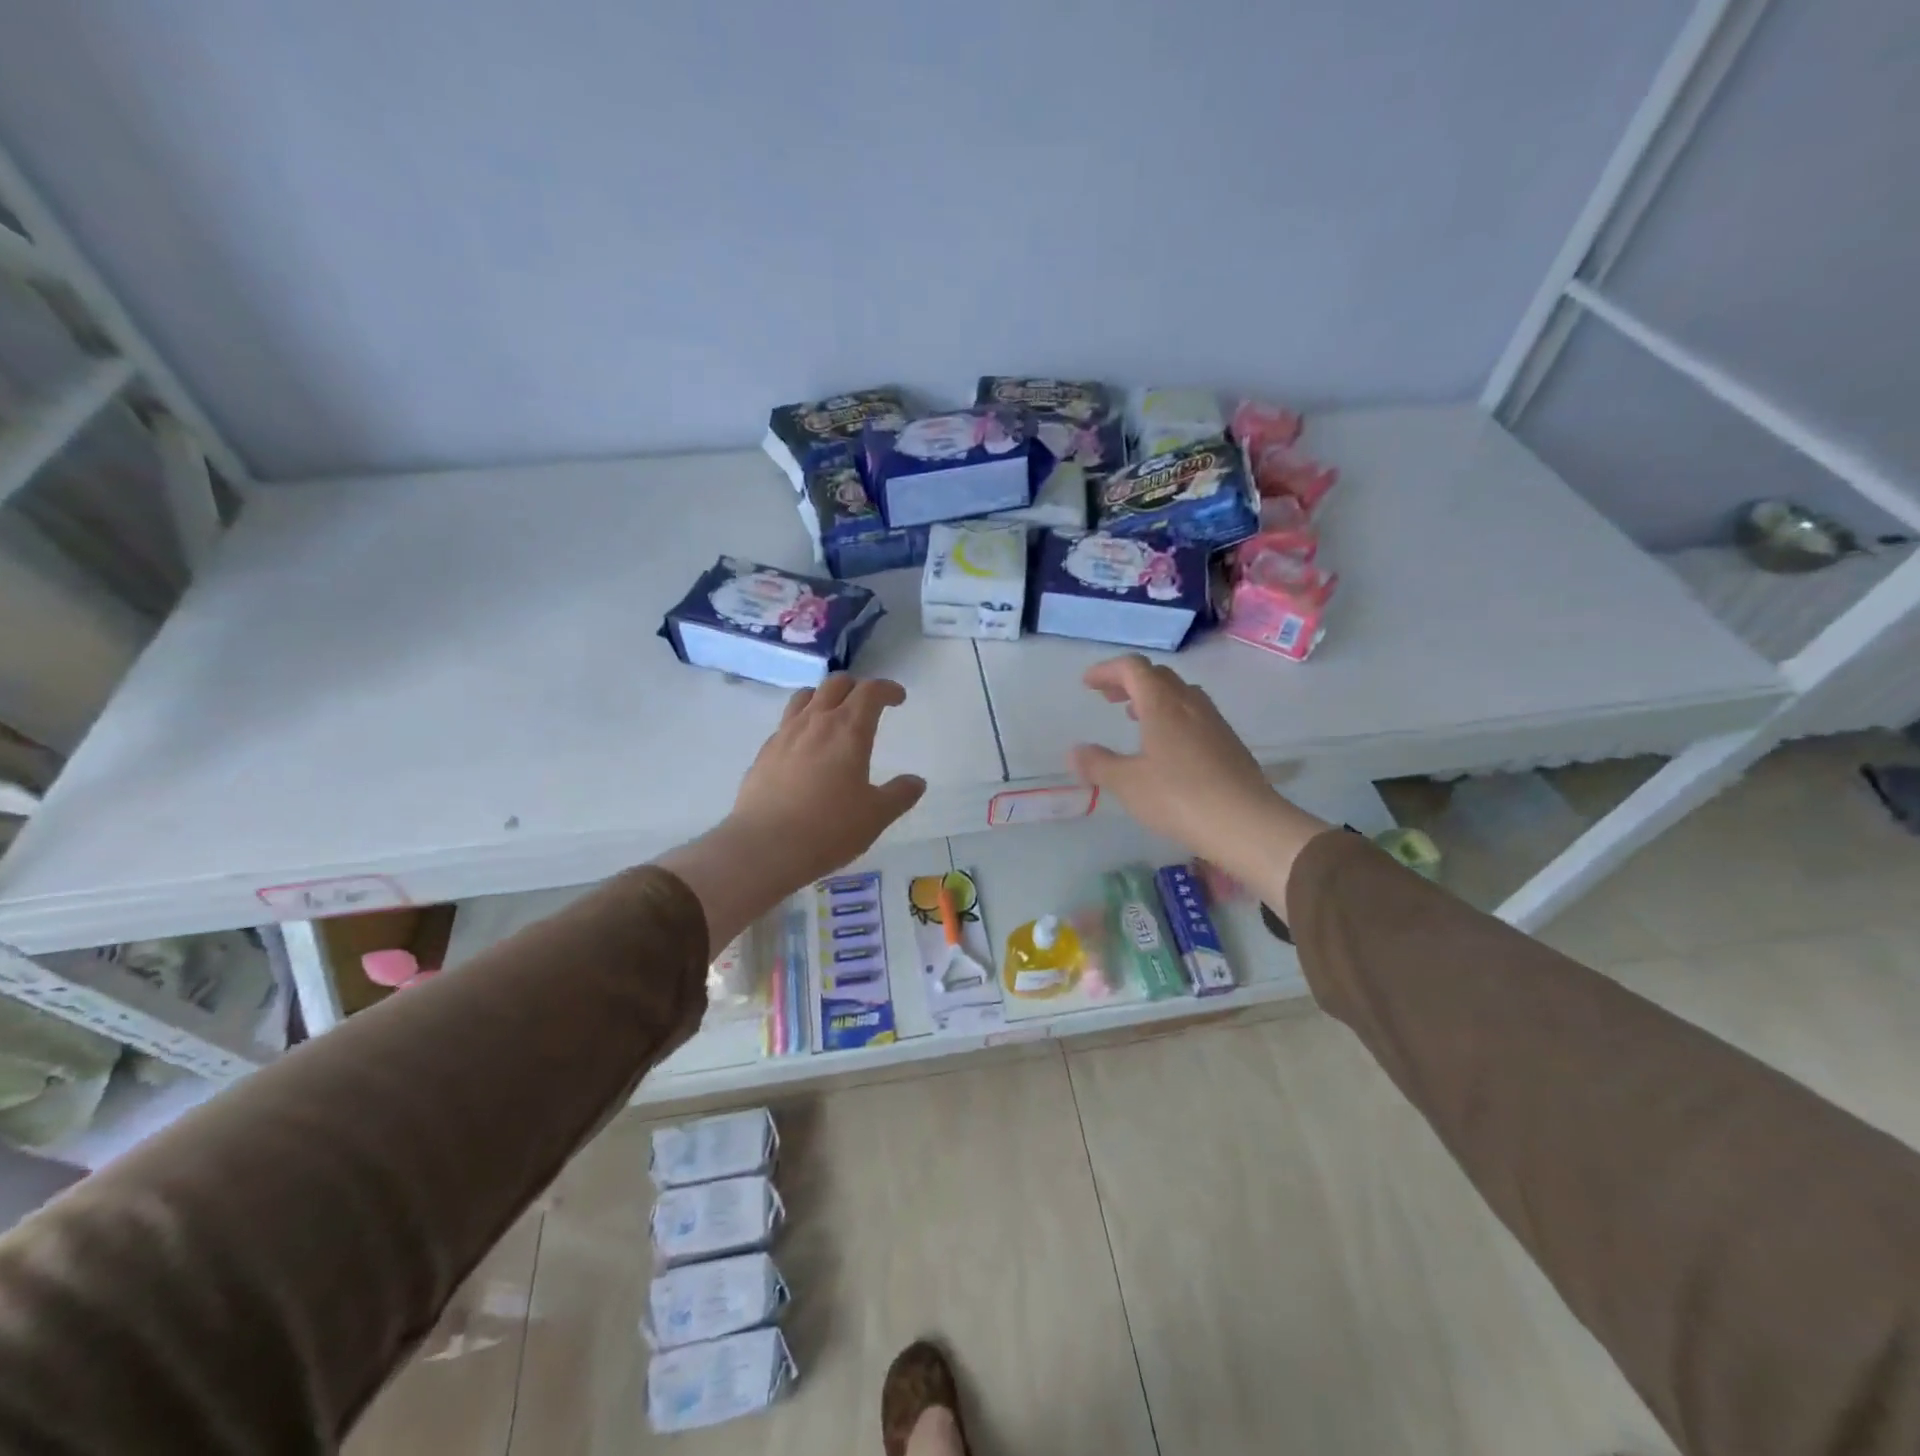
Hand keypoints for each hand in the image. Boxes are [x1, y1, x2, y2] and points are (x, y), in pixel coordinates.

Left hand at [658, 676, 925, 957]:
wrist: (765, 847)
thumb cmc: (829, 829)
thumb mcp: (876, 816)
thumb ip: (899, 795)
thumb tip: (916, 782)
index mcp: (848, 730)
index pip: (870, 691)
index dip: (887, 689)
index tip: (898, 699)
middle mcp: (815, 722)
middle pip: (836, 684)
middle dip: (856, 687)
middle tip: (868, 704)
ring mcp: (785, 735)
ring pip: (805, 697)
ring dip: (824, 697)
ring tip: (833, 715)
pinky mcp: (764, 753)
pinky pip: (786, 723)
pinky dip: (802, 723)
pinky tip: (805, 748)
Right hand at [1068, 656, 1326, 894]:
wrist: (1246, 823)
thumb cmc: (1179, 797)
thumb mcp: (1127, 784)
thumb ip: (1098, 764)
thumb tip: (1075, 752)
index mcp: (1162, 704)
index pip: (1133, 668)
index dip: (1107, 670)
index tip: (1087, 683)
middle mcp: (1190, 704)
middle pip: (1158, 676)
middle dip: (1129, 682)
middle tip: (1108, 698)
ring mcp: (1214, 722)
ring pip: (1180, 694)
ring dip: (1153, 698)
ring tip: (1135, 719)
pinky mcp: (1229, 743)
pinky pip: (1195, 715)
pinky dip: (1173, 716)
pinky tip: (1168, 747)